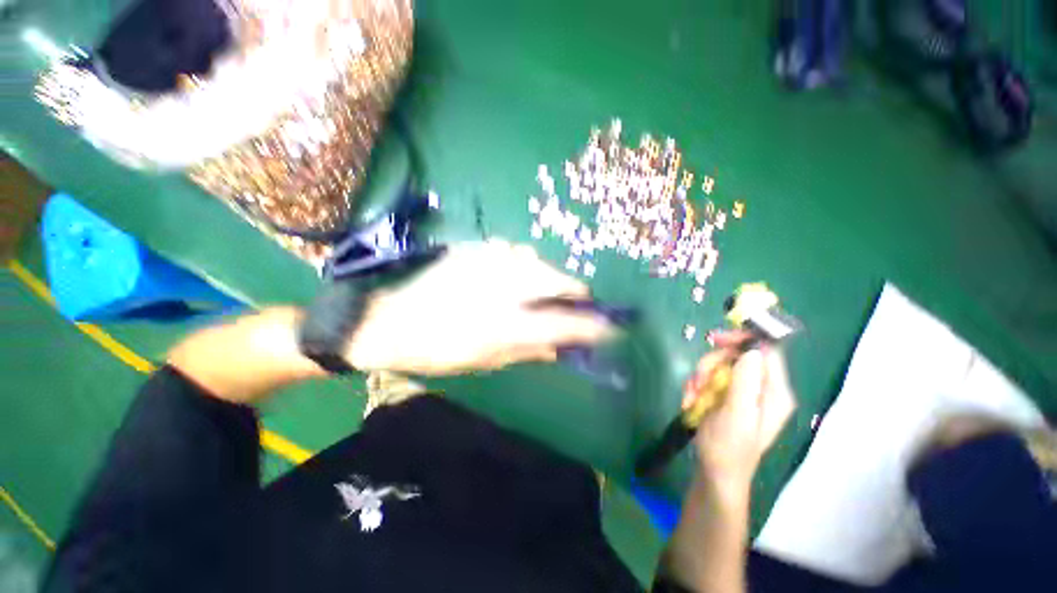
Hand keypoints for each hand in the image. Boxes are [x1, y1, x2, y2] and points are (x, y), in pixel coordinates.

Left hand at [344, 241, 615, 375]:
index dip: (594, 326)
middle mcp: (506, 287)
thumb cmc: (437, 349)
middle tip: (576, 304)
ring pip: (540, 263)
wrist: (387, 317)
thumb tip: (561, 347)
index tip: (610, 327)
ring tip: (540, 293)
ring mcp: (492, 261)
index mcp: (508, 324)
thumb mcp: (486, 360)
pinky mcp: (478, 249)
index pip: (566, 323)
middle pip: (561, 281)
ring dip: (548, 278)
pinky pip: (516, 253)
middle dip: (575, 293)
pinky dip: (524, 265)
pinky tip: (511, 277)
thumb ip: (529, 351)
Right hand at [687, 332, 795, 496]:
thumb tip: (752, 348)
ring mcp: (743, 392)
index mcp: (774, 392)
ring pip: (719, 366)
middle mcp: (762, 388)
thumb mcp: (737, 414)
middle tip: (697, 380)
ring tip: (691, 396)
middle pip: (736, 356)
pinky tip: (690, 401)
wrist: (715, 472)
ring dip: (700, 377)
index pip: (766, 351)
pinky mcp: (727, 396)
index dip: (743, 340)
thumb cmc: (729, 447)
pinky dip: (696, 386)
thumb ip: (746, 381)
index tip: (715, 340)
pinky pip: (709, 378)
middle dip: (712, 365)